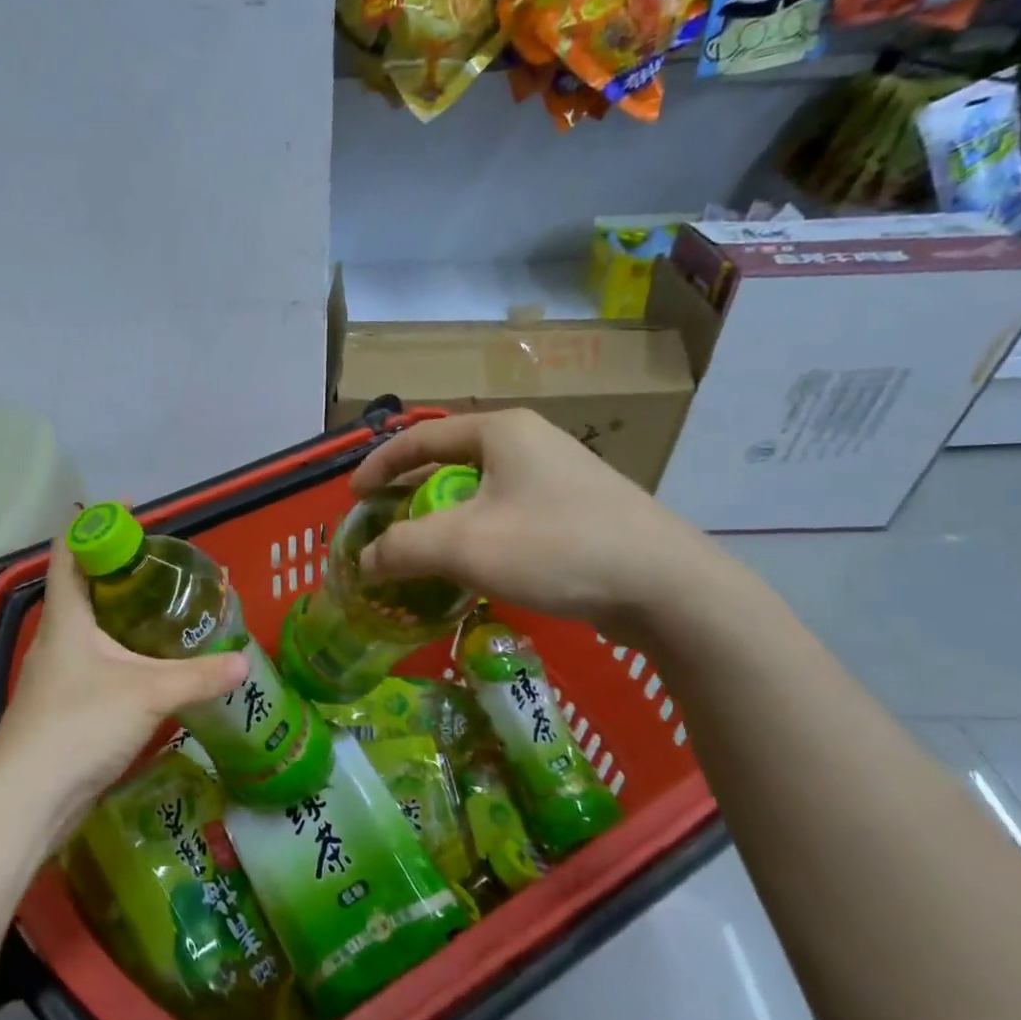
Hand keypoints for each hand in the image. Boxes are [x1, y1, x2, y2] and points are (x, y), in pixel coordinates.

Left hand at [0, 538, 247, 833]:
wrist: (26, 799)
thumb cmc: (79, 725)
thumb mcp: (148, 694)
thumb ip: (198, 676)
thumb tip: (244, 662)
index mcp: (67, 617)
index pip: (70, 549)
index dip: (96, 522)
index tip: (134, 511)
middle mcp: (57, 637)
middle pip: (83, 586)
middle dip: (120, 569)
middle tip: (165, 565)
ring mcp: (57, 673)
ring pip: (90, 627)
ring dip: (121, 613)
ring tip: (165, 610)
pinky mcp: (64, 705)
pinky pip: (96, 662)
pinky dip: (122, 652)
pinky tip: (151, 667)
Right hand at [351, 409, 726, 634]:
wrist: (667, 588)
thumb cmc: (555, 547)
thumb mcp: (463, 546)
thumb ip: (402, 548)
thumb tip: (364, 561)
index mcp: (501, 432)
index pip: (421, 438)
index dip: (379, 465)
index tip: (353, 497)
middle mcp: (531, 443)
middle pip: (451, 464)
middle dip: (412, 496)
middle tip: (386, 527)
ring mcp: (561, 477)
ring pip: (482, 493)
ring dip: (446, 520)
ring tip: (425, 552)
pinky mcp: (580, 512)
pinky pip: (511, 515)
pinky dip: (481, 535)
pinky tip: (478, 568)